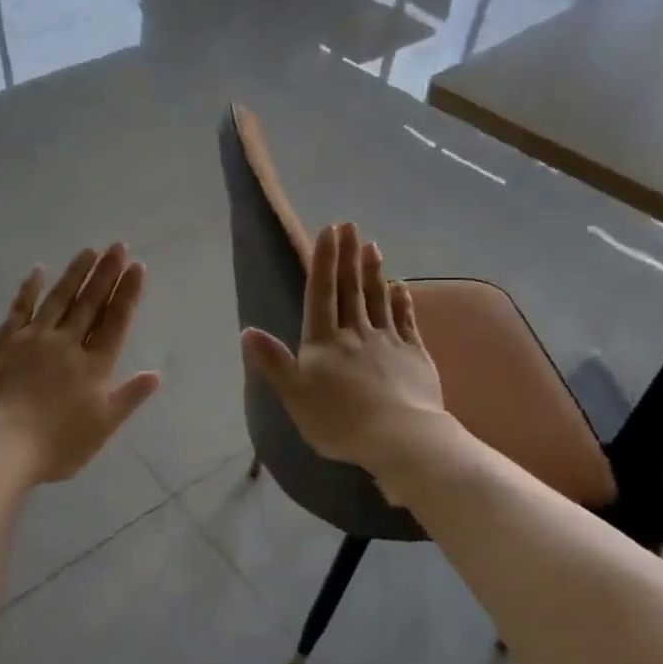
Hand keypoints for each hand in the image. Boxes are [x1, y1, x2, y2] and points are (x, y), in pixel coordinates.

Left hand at [0, 245, 161, 484]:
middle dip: (106, 274)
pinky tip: (38, 270)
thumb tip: (156, 374)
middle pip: (90, 303)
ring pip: (59, 299)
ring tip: (89, 250)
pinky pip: (19, 309)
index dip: (127, 293)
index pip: (115, 321)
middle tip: (117, 246)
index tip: (137, 267)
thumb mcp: (101, 428)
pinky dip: (30, 289)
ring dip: (75, 273)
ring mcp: (34, 339)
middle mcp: (67, 344)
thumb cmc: (55, 446)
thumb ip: (128, 398)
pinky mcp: (4, 342)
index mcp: (94, 366)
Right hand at [241, 224, 448, 477]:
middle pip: (351, 289)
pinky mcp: (415, 356)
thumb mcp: (294, 395)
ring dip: (374, 272)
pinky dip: (403, 302)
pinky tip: (402, 288)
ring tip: (372, 246)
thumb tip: (247, 331)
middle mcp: (356, 333)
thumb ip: (273, 362)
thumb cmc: (339, 420)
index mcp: (324, 342)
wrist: (399, 437)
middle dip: (348, 256)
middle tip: (350, 226)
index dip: (323, 261)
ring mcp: (388, 342)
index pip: (321, 294)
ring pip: (379, 299)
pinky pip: (406, 322)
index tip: (328, 230)